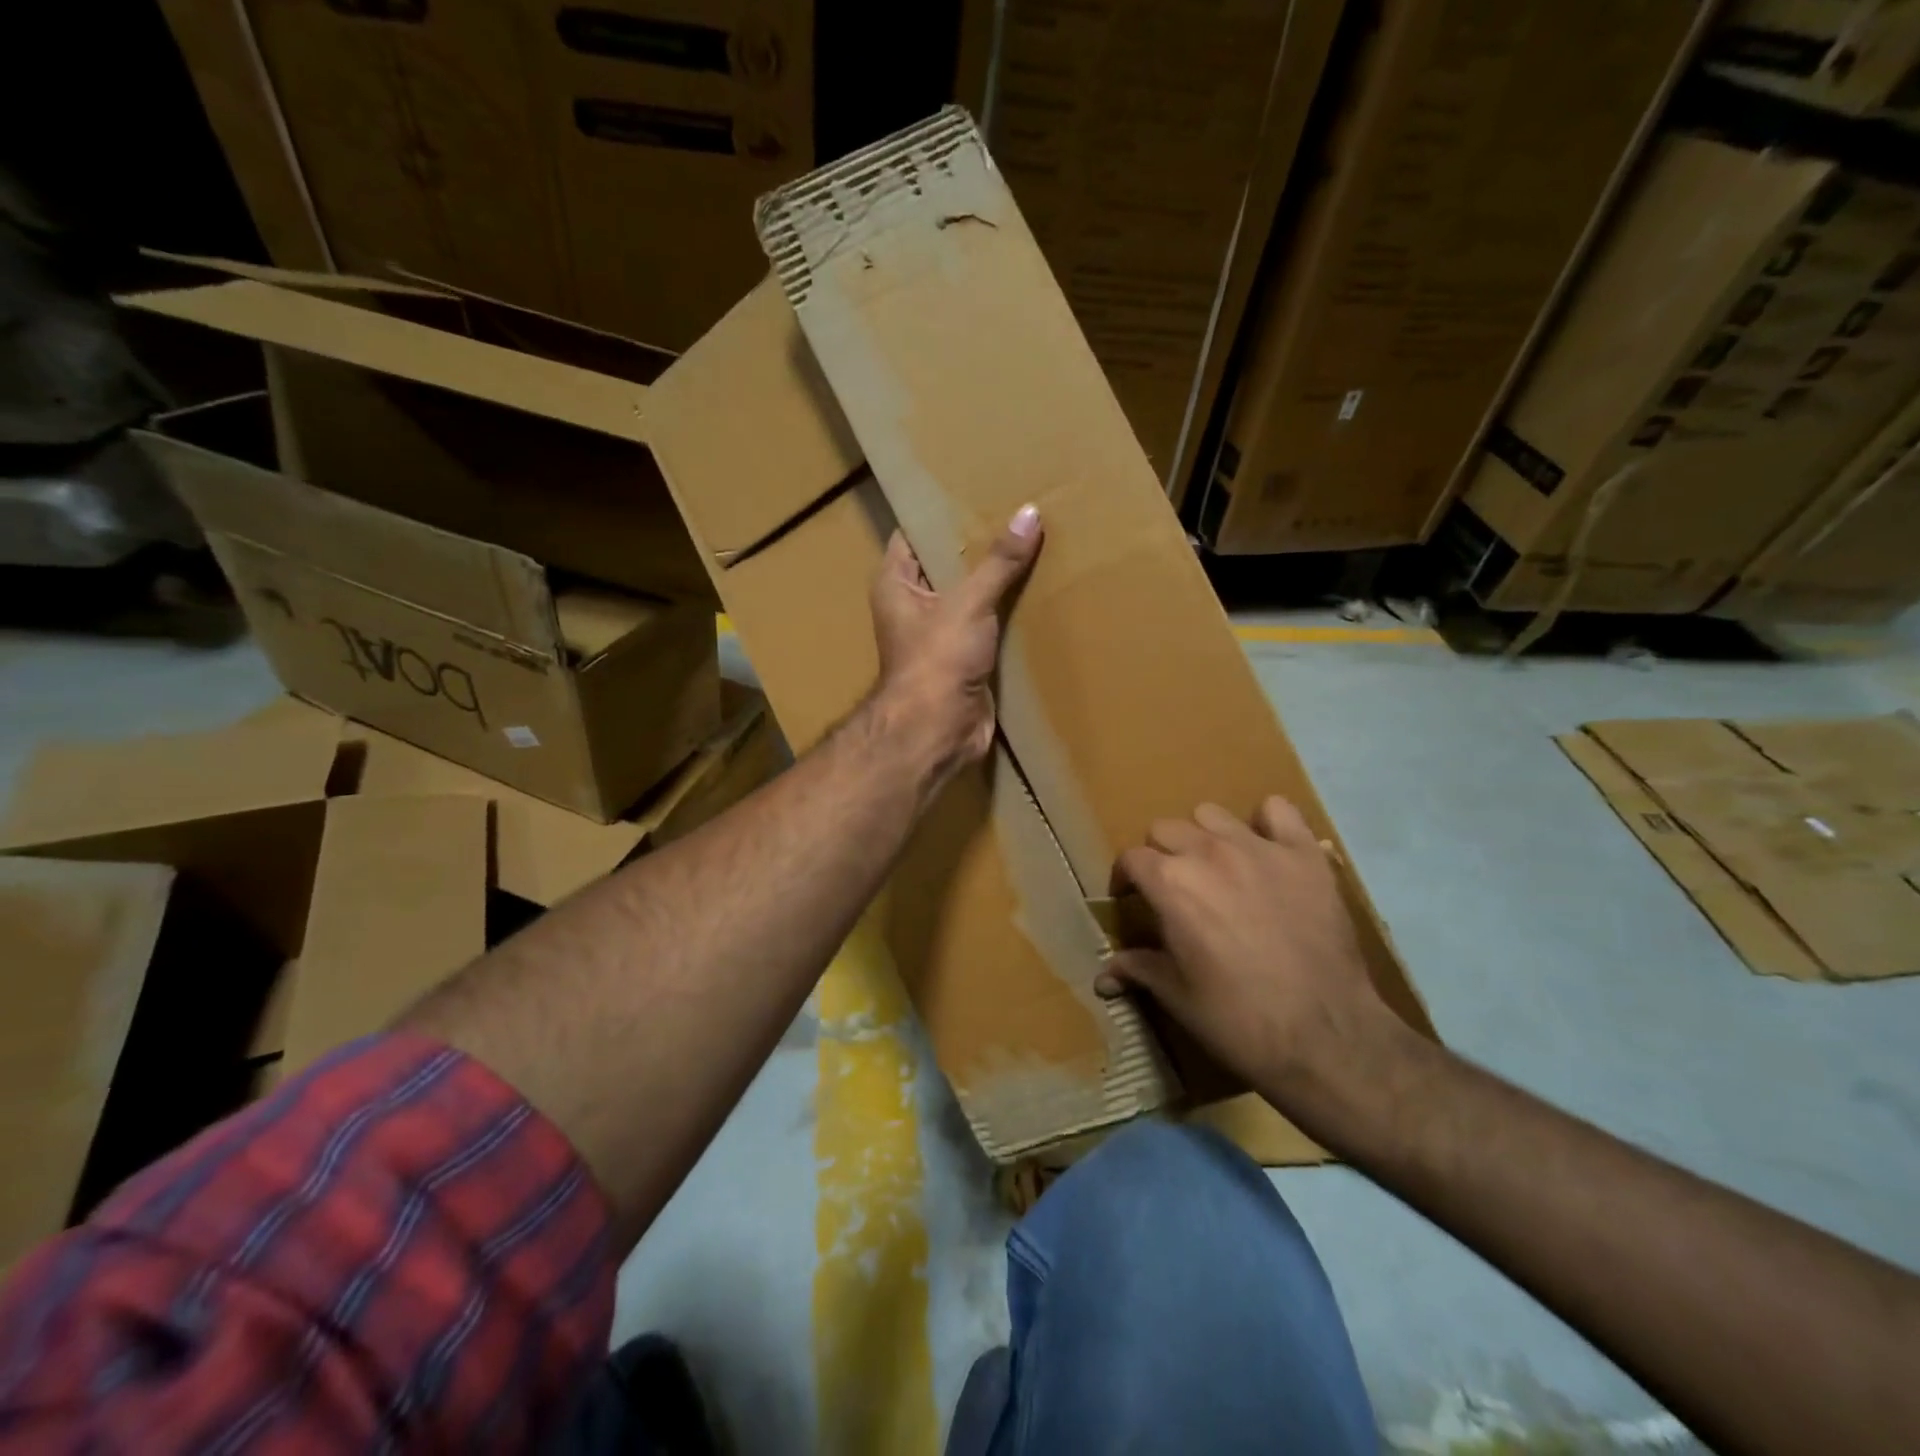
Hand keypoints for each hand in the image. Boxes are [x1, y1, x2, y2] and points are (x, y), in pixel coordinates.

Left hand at [869, 504, 1042, 787]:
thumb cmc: (937, 660)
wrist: (938, 731)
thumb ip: (999, 561)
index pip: (914, 534)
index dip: (941, 513)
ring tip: (1035, 543)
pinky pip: (988, 625)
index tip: (976, 488)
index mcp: (896, 583)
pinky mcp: (964, 658)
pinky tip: (1039, 591)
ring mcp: (939, 633)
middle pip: (947, 564)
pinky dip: (1008, 612)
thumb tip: (1029, 513)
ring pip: (971, 596)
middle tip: (1017, 511)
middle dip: (979, 544)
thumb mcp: (968, 602)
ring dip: (998, 580)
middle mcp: (913, 605)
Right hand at [1097, 796, 1392, 1097]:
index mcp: (1170, 883)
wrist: (1325, 1037)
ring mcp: (1259, 848)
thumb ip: (1139, 969)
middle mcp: (1208, 852)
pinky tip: (1266, 849)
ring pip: (1212, 814)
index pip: (1131, 859)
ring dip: (1205, 836)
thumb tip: (1103, 974)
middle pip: (1166, 829)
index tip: (1131, 900)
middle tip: (1174, 888)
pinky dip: (1267, 823)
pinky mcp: (1303, 855)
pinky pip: (1279, 811)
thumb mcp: (1177, 997)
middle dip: (1161, 855)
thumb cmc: (1238, 1020)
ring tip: (1217, 867)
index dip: (1126, 880)